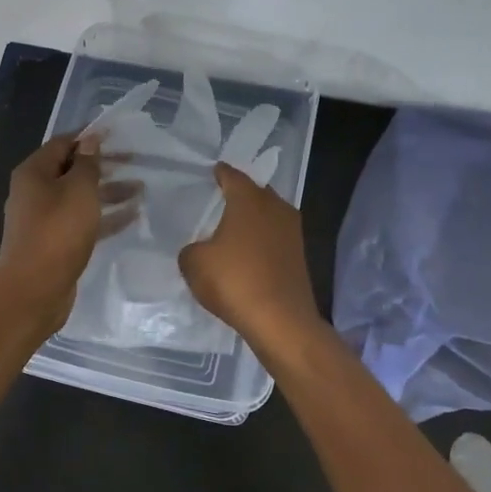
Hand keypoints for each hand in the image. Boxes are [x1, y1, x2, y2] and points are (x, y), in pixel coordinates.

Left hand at [0, 134, 137, 331]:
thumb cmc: (57, 232)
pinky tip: (132, 216)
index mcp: (34, 173)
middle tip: (136, 162)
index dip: (89, 137)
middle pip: (72, 171)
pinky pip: (83, 222)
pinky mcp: (55, 243)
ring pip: (80, 198)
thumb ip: (88, 164)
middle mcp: (35, 192)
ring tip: (141, 189)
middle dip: (104, 166)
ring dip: (109, 192)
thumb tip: (89, 140)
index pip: (63, 144)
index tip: (118, 135)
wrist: (35, 289)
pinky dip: (105, 217)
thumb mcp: (78, 191)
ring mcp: (44, 220)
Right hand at [178, 162, 321, 352]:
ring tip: (234, 226)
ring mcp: (293, 232)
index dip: (221, 174)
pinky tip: (249, 252)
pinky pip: (276, 238)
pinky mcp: (299, 256)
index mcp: (249, 200)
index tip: (214, 171)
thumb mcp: (194, 264)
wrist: (280, 320)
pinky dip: (262, 240)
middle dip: (241, 194)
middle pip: (256, 193)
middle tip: (222, 199)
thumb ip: (191, 250)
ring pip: (269, 215)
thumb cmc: (234, 281)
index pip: (233, 177)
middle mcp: (275, 208)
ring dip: (254, 219)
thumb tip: (199, 250)